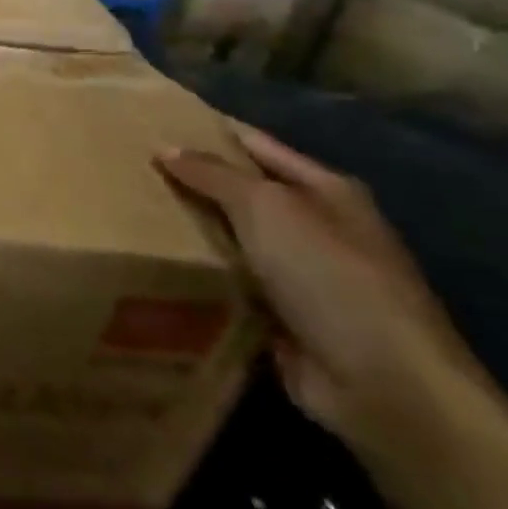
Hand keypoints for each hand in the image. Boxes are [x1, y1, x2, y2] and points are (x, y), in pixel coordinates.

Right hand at [155, 124, 479, 443]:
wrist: (383, 386)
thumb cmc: (330, 277)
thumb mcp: (268, 208)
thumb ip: (213, 175)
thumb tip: (164, 148)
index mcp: (325, 191)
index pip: (254, 145)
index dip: (207, 131)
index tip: (151, 122)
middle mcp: (315, 229)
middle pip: (240, 194)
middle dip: (189, 183)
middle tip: (125, 169)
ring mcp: (299, 277)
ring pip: (228, 241)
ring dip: (188, 232)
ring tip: (124, 213)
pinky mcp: (279, 319)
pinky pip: (226, 285)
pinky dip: (195, 277)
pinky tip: (149, 265)